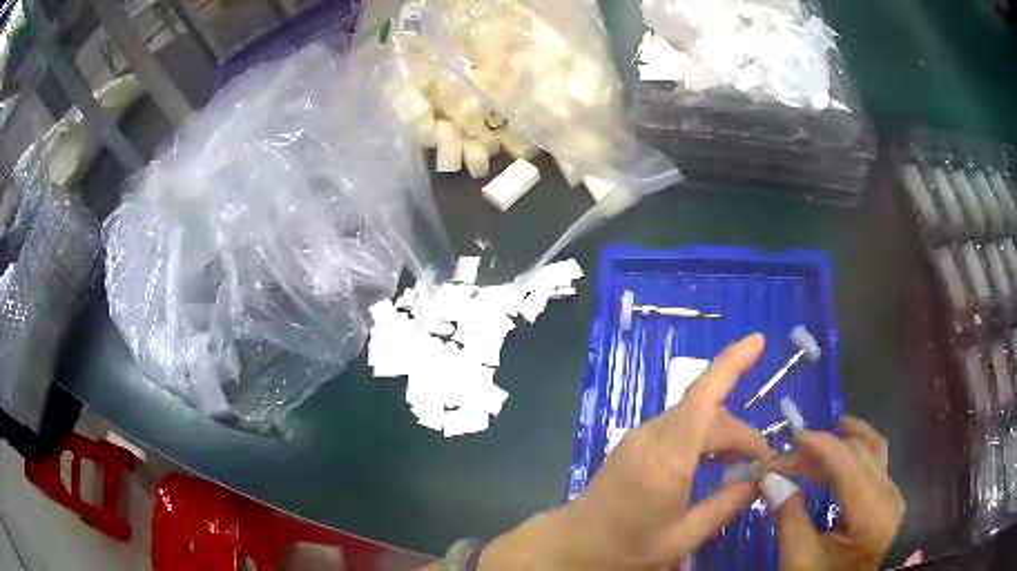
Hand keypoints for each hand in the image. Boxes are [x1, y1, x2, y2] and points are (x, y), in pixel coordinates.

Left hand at [480, 334, 772, 568]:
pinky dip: (703, 439)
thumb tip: (758, 480)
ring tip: (742, 466)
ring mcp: (639, 436)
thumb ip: (724, 506)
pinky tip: (714, 464)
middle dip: (741, 433)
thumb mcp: (682, 538)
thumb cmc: (627, 547)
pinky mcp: (634, 443)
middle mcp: (652, 437)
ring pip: (694, 418)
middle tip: (761, 466)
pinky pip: (678, 428)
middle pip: (708, 414)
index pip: (704, 397)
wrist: (574, 544)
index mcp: (667, 459)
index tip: (759, 341)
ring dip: (723, 435)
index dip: (732, 363)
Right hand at [772, 417, 904, 570]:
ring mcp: (893, 493)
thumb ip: (789, 519)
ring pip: (871, 450)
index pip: (847, 462)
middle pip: (859, 452)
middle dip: (824, 447)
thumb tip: (772, 479)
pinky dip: (856, 451)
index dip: (819, 444)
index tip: (790, 438)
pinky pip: (876, 461)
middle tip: (790, 456)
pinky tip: (842, 453)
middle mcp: (888, 493)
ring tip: (818, 440)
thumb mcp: (801, 561)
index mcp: (870, 512)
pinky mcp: (890, 496)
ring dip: (843, 442)